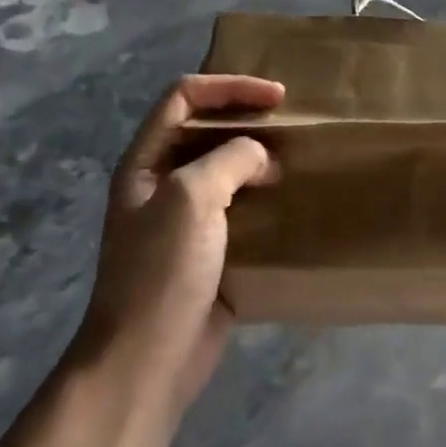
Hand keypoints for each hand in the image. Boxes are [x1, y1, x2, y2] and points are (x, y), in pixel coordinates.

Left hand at [83, 74, 283, 421]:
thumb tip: (261, 158)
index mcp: (145, 163)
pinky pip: (241, 211)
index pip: (183, 98)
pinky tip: (295, 203)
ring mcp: (186, 220)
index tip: (277, 97)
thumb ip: (229, 160)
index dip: (229, 88)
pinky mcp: (210, 252)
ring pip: (227, 172)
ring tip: (300, 161)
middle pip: (206, 132)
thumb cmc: (161, 271)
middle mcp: (162, 184)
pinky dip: (267, 200)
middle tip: (293, 128)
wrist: (147, 358)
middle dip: (248, 122)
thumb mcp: (191, 198)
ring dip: (261, 161)